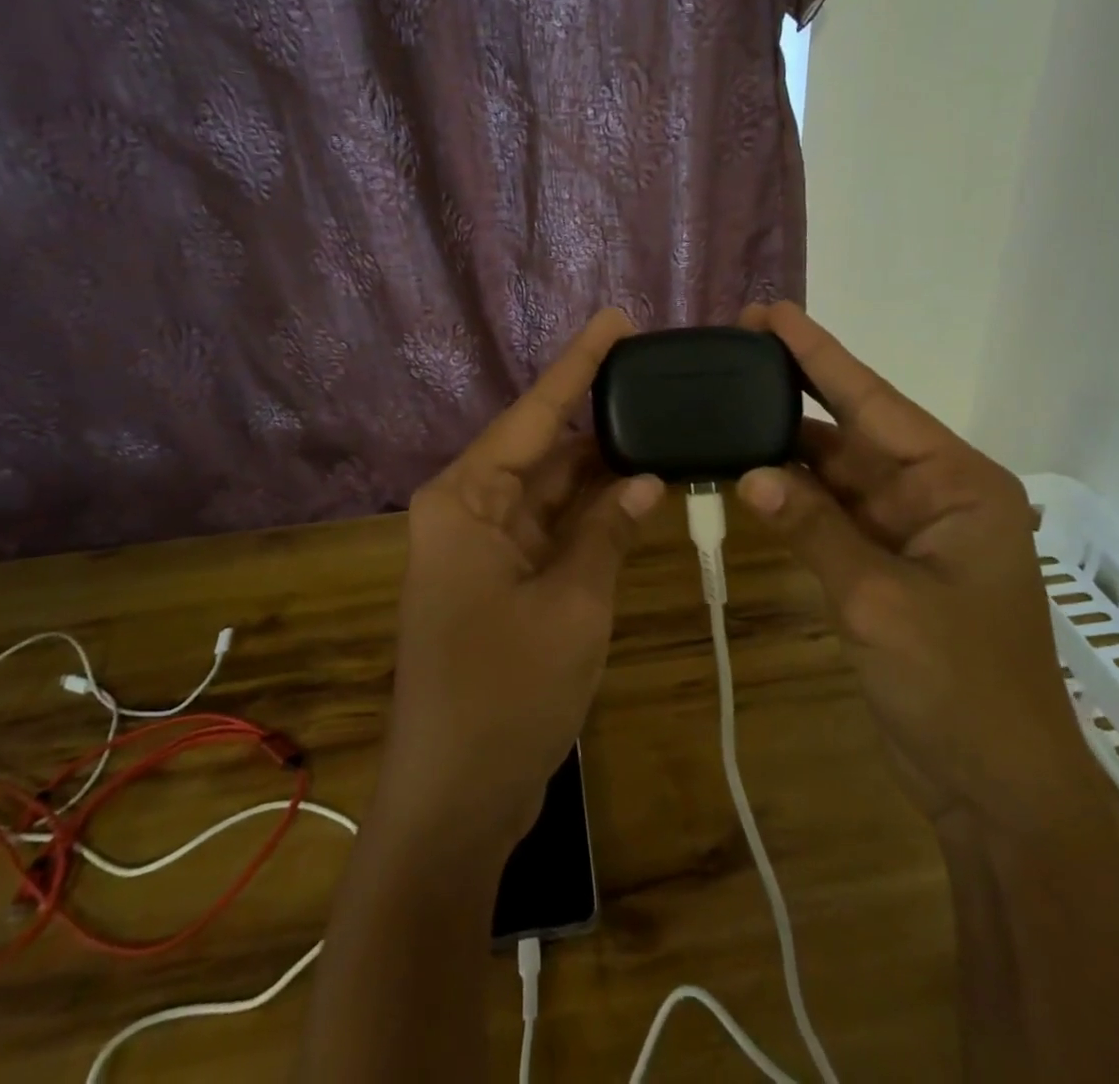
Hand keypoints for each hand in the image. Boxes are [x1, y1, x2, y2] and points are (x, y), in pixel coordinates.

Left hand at [373, 309, 663, 852]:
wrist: (456, 798)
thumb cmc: (505, 693)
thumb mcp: (573, 605)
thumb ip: (608, 532)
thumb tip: (646, 477)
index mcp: (465, 499)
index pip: (534, 414)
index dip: (579, 365)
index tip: (617, 321)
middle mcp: (467, 509)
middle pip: (542, 448)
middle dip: (599, 420)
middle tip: (658, 382)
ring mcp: (483, 546)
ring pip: (550, 490)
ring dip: (602, 471)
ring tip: (662, 429)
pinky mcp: (499, 579)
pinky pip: (550, 528)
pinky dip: (591, 515)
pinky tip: (638, 492)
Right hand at [734, 303, 1096, 832]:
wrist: (998, 789)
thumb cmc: (960, 688)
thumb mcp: (880, 602)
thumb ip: (816, 530)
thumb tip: (749, 473)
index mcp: (957, 483)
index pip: (874, 402)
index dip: (818, 355)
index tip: (769, 314)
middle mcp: (935, 494)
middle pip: (853, 430)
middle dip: (794, 395)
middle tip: (732, 354)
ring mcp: (909, 531)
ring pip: (837, 474)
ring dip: (785, 451)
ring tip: (724, 410)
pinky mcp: (886, 566)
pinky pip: (832, 516)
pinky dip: (794, 499)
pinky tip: (749, 476)